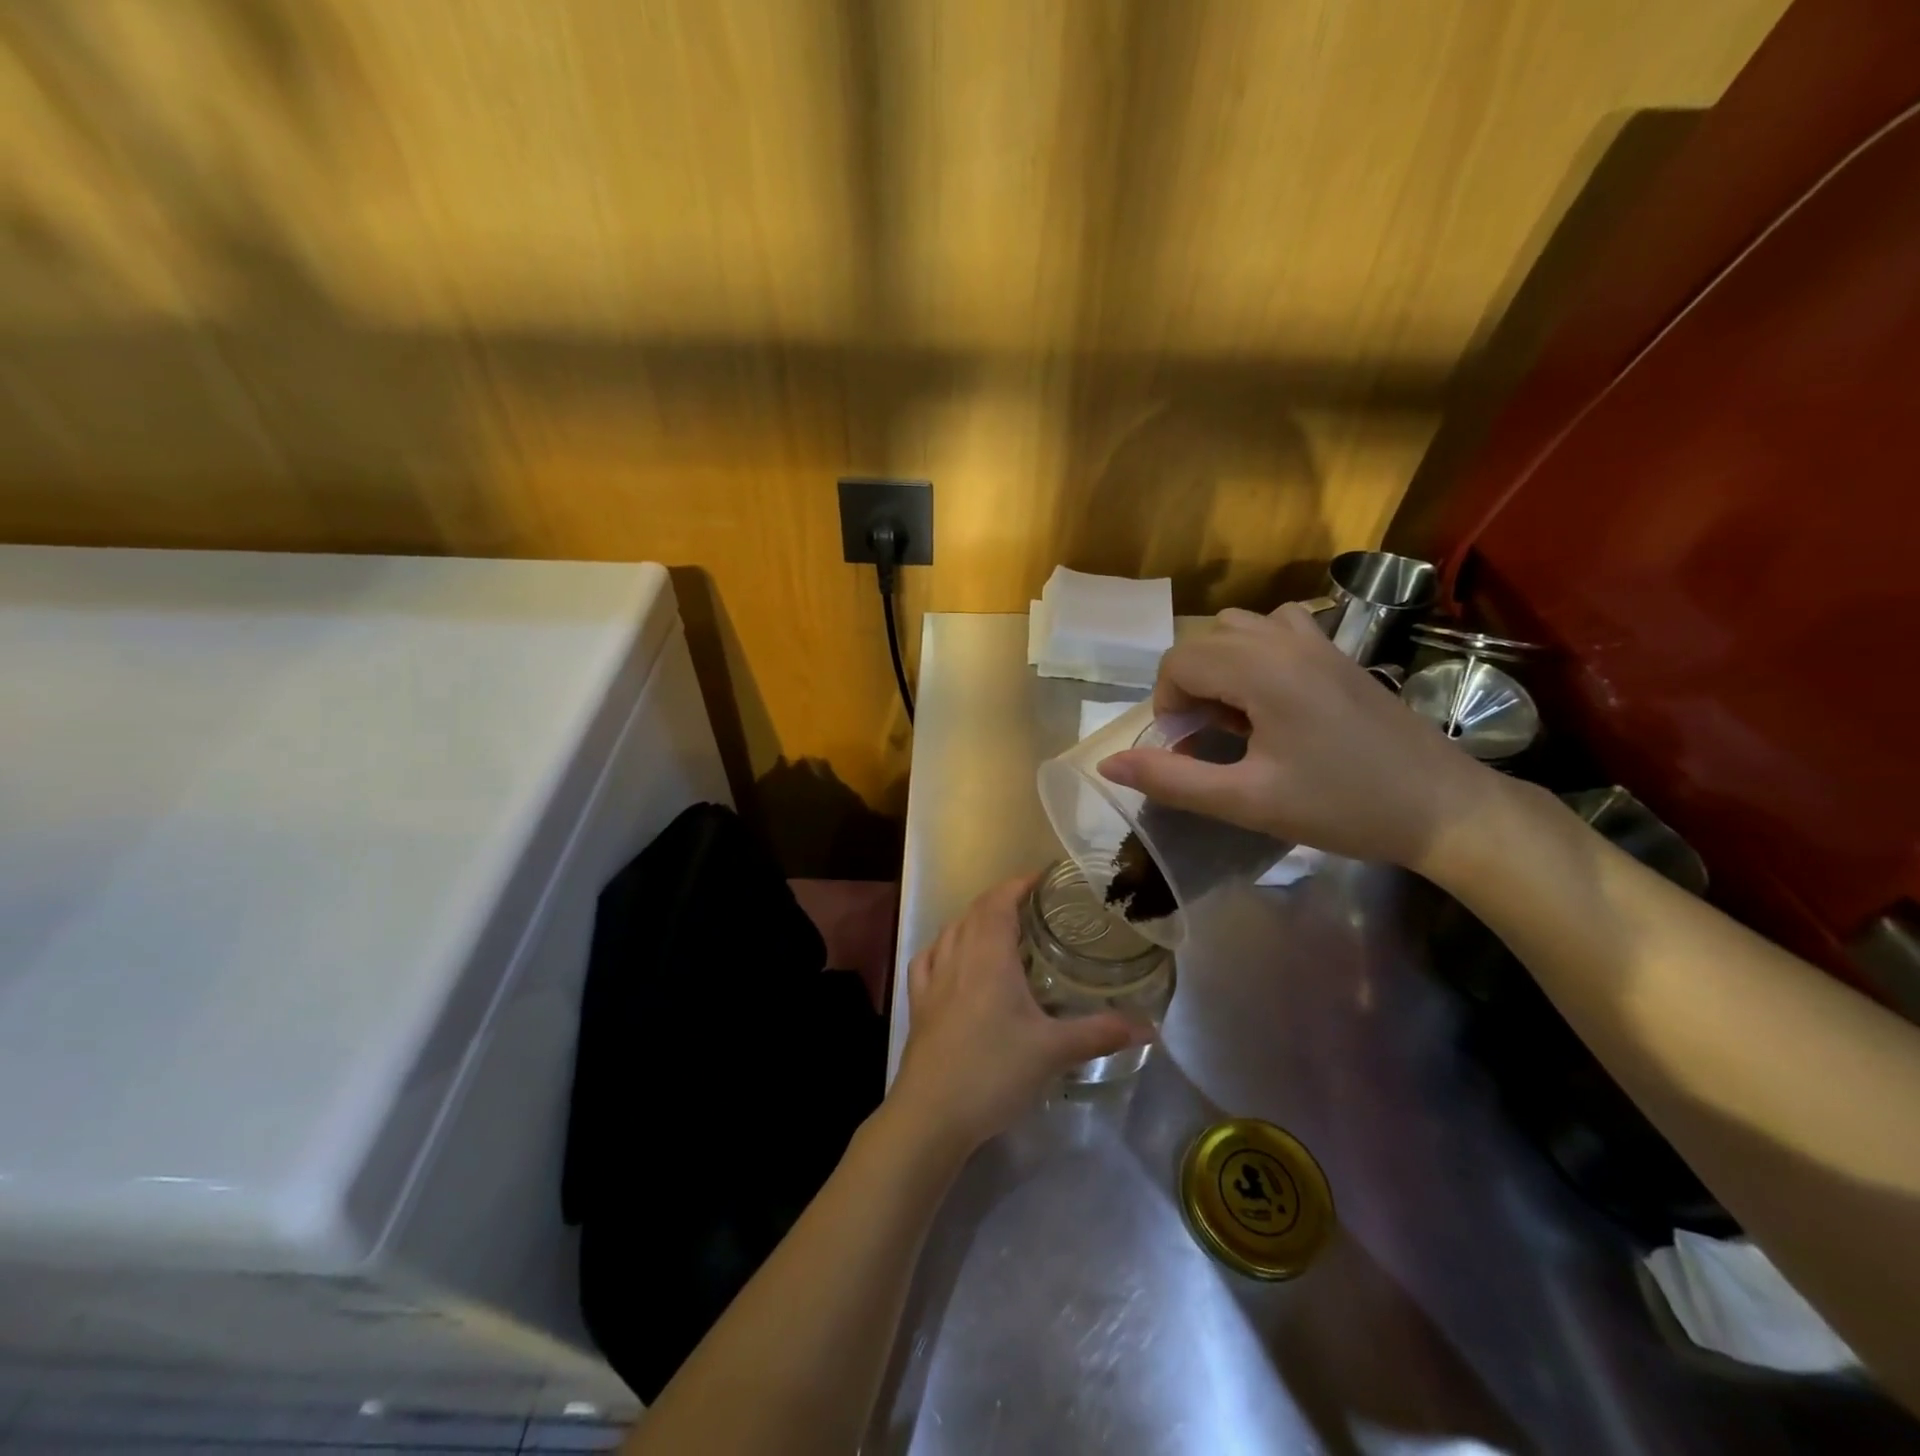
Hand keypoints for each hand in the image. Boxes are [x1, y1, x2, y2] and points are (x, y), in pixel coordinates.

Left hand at [889, 872, 1144, 1151]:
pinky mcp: (918, 1003)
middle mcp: (957, 956)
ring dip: (974, 920)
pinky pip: (928, 959)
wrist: (931, 1115)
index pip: (1000, 901)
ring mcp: (933, 979)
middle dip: (1002, 899)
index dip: (1020, 883)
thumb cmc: (993, 1071)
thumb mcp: (1053, 1051)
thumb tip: (1149, 1027)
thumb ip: (1100, 1033)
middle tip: (1034, 905)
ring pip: (951, 931)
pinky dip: (943, 947)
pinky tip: (952, 958)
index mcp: (988, 956)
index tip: (1044, 878)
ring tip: (1000, 928)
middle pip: (975, 911)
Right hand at [1096, 603, 1499, 874]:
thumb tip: (1108, 764)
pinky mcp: (1339, 652)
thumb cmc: (1343, 806)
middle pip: (1203, 642)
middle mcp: (1286, 640)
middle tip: (1211, 739)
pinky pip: (1277, 628)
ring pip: (1238, 628)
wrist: (1443, 808)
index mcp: (1262, 671)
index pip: (1179, 662)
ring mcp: (1318, 641)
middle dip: (1190, 688)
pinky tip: (1272, 696)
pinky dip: (1256, 652)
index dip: (1167, 705)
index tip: (1187, 747)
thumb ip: (1173, 780)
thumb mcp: (1248, 801)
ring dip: (1220, 666)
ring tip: (1239, 716)